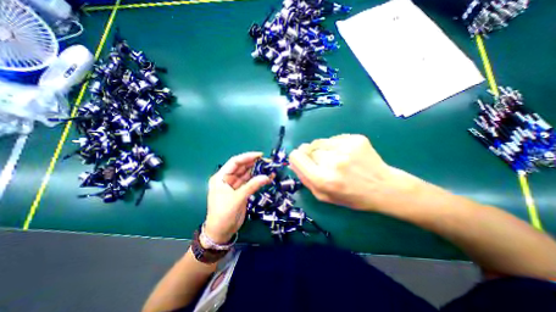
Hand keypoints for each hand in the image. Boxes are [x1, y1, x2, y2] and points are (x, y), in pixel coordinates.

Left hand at [206, 153, 270, 243]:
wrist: (221, 232)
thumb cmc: (223, 214)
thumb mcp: (237, 198)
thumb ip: (252, 186)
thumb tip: (267, 177)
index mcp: (221, 177)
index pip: (235, 162)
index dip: (247, 157)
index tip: (260, 155)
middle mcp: (227, 179)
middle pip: (242, 167)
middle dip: (254, 163)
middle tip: (267, 161)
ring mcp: (235, 185)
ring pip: (247, 174)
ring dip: (257, 171)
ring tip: (269, 168)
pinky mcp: (241, 191)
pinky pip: (250, 182)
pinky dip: (258, 180)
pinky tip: (266, 177)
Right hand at [292, 134, 416, 211]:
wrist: (383, 188)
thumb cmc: (351, 196)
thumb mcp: (323, 195)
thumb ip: (305, 178)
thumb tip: (293, 161)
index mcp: (322, 179)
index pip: (296, 157)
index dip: (297, 157)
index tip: (303, 160)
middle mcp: (332, 162)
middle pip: (308, 149)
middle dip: (312, 156)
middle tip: (325, 164)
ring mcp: (346, 148)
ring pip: (320, 142)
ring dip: (323, 149)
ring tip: (337, 159)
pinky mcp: (356, 138)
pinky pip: (334, 139)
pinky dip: (336, 146)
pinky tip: (347, 155)